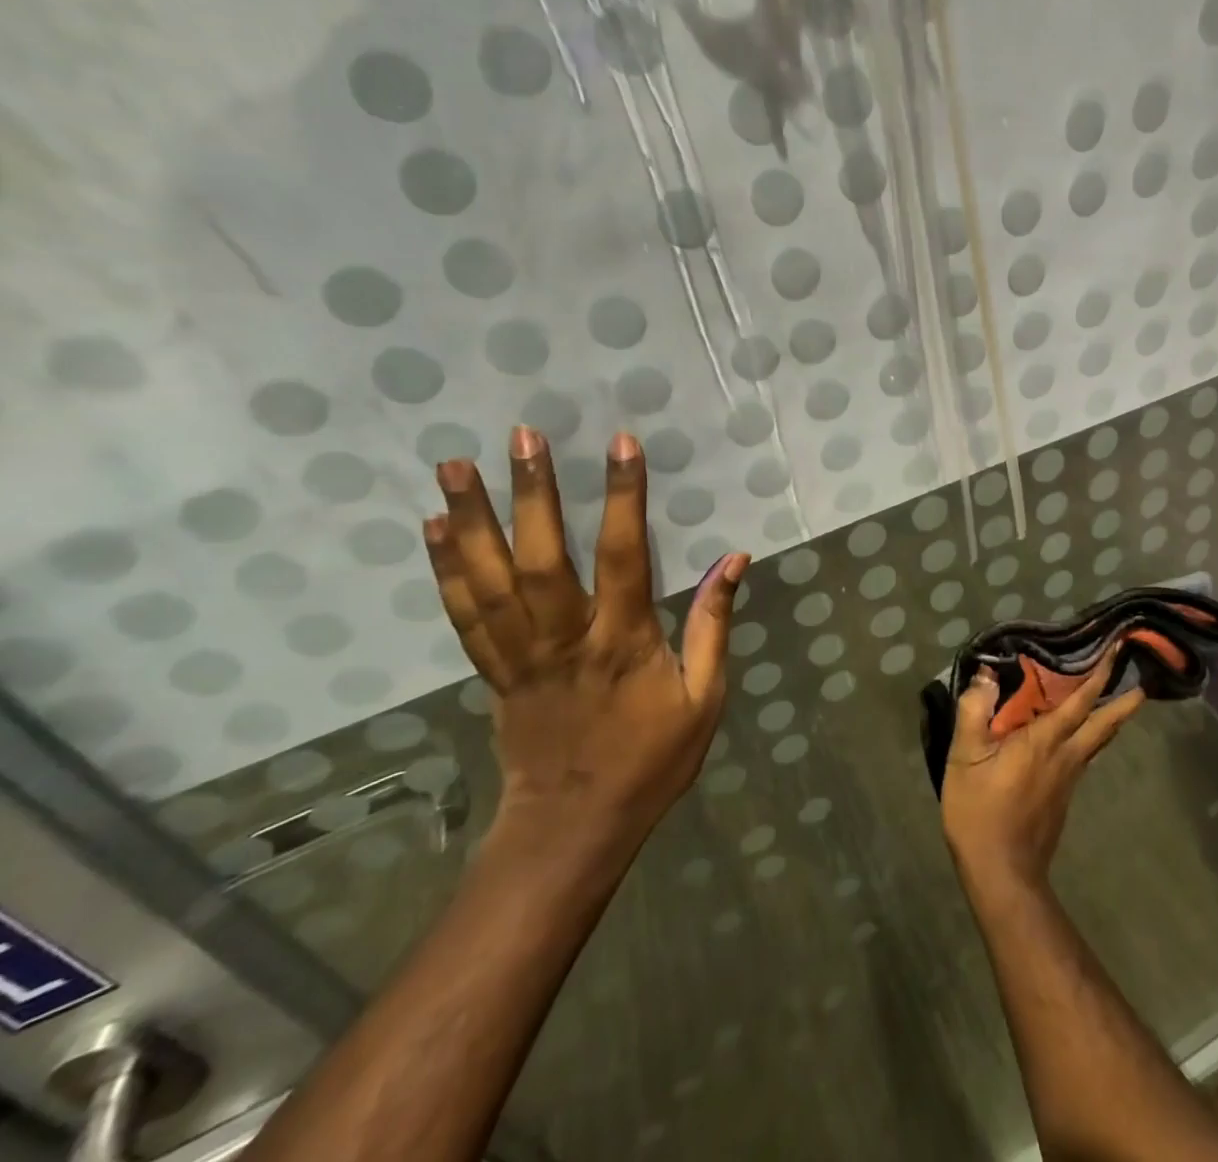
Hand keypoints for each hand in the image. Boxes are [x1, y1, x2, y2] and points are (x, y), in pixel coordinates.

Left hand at [424, 427, 747, 858]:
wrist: (572, 828)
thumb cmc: (650, 760)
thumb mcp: (705, 697)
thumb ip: (714, 625)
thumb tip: (735, 559)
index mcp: (622, 642)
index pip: (624, 556)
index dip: (624, 497)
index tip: (621, 445)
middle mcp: (564, 639)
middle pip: (541, 559)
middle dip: (531, 493)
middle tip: (520, 436)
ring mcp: (519, 656)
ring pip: (489, 581)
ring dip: (471, 520)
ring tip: (453, 465)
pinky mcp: (493, 672)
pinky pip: (464, 616)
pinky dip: (446, 569)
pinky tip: (435, 528)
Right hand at [940, 648, 1145, 897]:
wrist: (1002, 873)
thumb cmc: (981, 812)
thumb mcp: (965, 758)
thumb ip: (975, 711)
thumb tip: (986, 674)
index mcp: (1045, 741)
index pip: (1080, 701)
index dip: (1100, 674)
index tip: (1118, 651)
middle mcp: (1066, 756)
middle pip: (1104, 725)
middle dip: (1125, 702)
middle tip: (1142, 682)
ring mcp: (1069, 779)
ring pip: (1098, 742)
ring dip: (1110, 719)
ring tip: (1117, 701)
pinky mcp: (1063, 797)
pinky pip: (1083, 756)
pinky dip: (1090, 737)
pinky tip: (1077, 737)